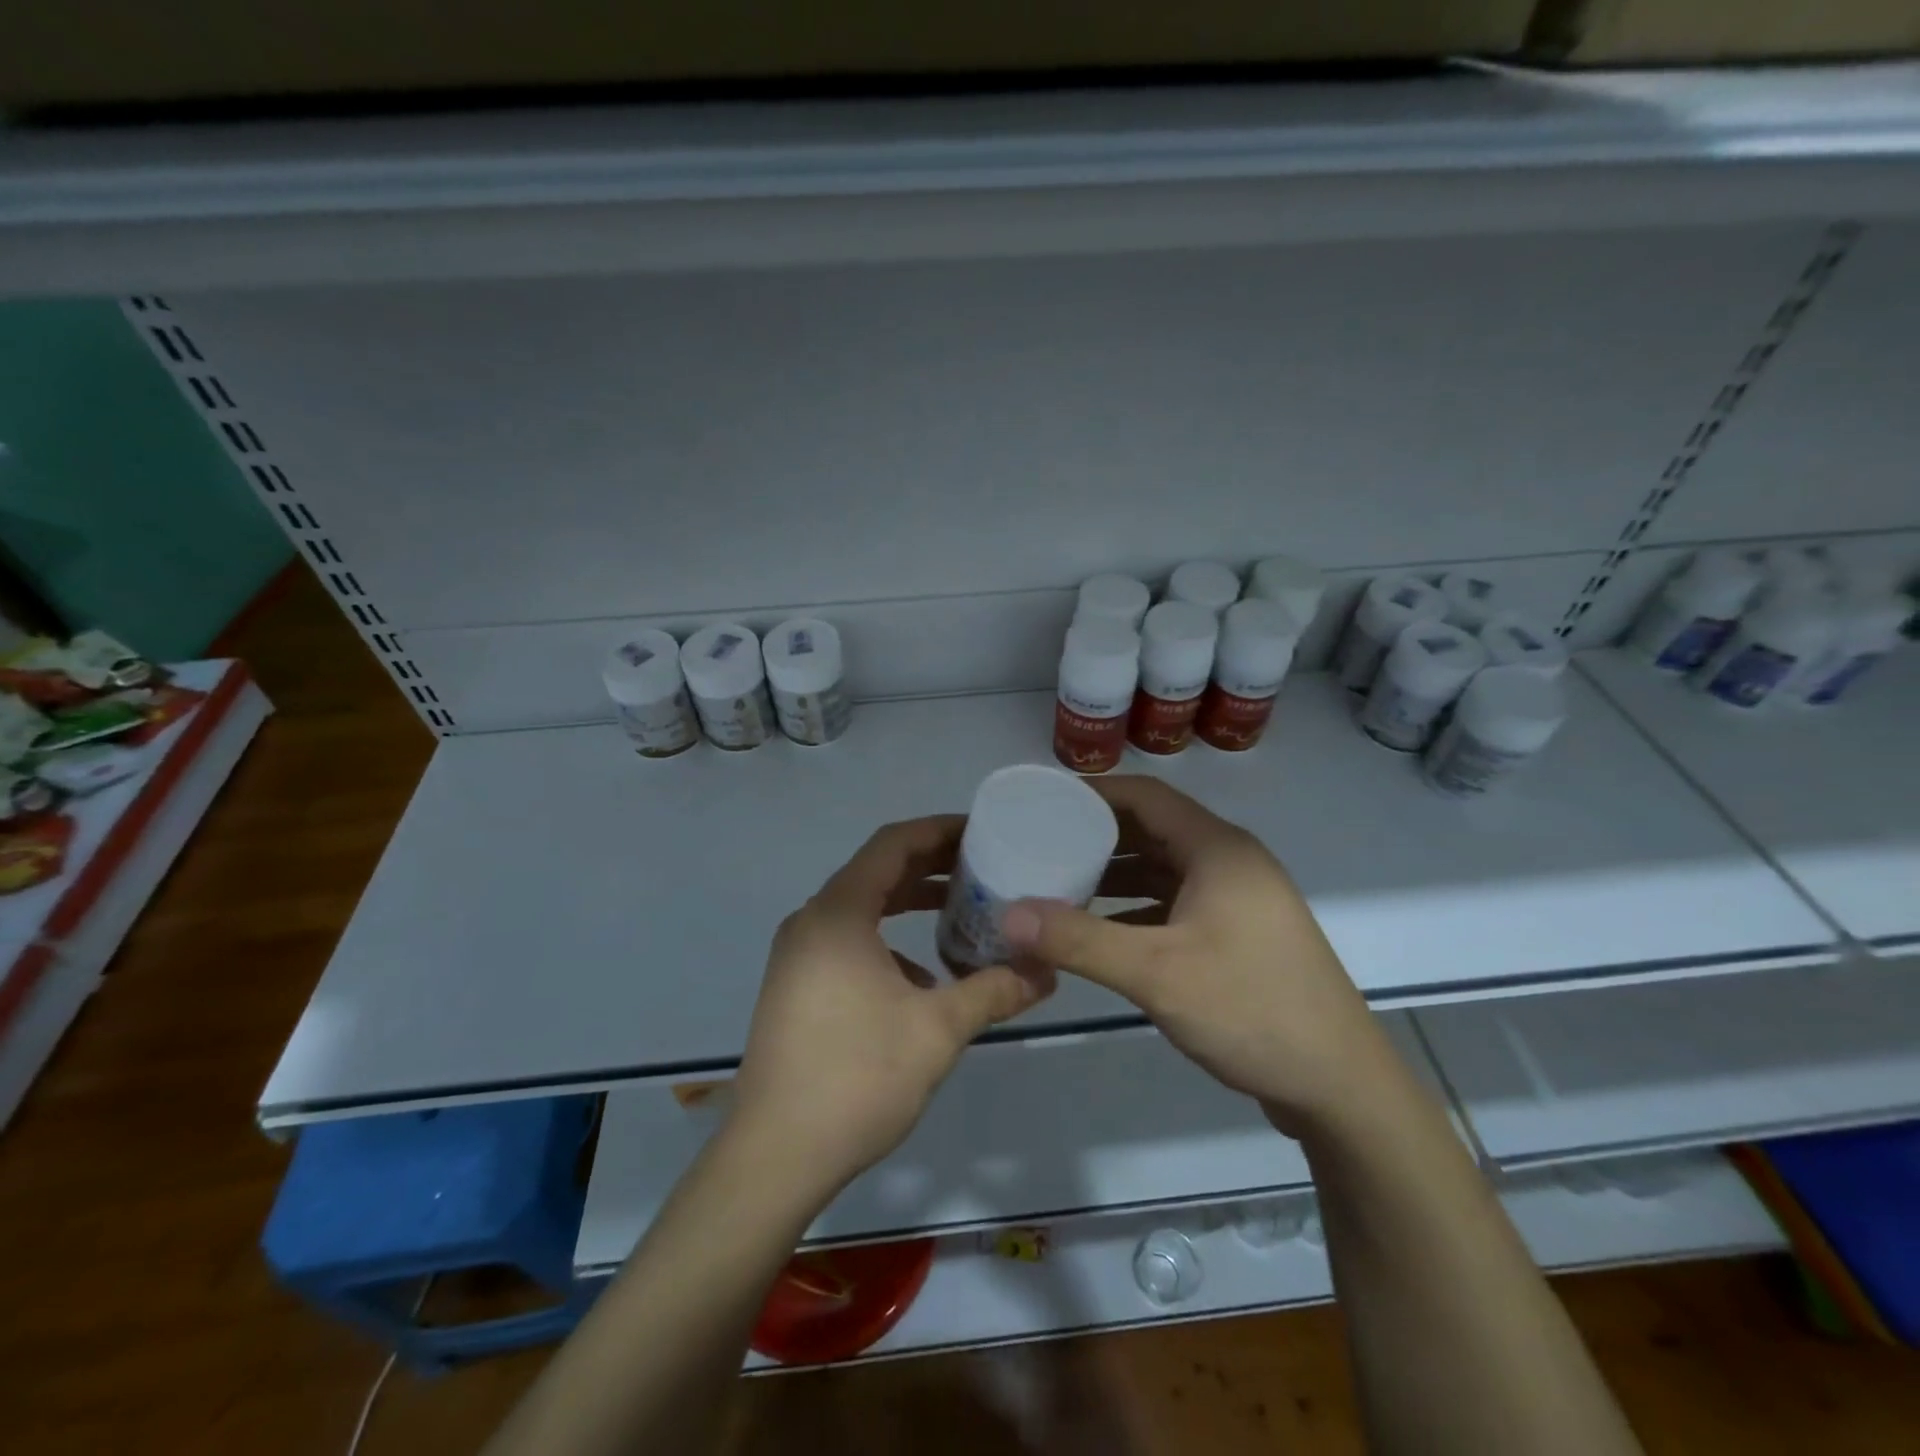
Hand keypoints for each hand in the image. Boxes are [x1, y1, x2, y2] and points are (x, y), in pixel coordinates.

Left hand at [730, 816, 1053, 1196]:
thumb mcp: (937, 1030)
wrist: (775, 1155)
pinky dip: (887, 939)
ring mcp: (797, 955)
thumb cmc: (857, 1077)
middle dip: (930, 865)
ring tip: (961, 911)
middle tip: (983, 867)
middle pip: (876, 871)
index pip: (892, 844)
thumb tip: (1046, 972)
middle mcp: (811, 921)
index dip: (938, 830)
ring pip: (861, 907)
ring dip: (909, 902)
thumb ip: (994, 991)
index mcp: (838, 914)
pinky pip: (847, 940)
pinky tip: (922, 977)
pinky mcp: (795, 985)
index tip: (981, 831)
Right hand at [1001, 776, 1401, 1135]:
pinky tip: (1101, 931)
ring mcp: (1238, 901)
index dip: (1094, 793)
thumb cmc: (1251, 1010)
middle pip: (1154, 830)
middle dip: (1097, 835)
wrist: (1341, 1087)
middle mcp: (1230, 863)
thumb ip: (1079, 940)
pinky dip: (1137, 909)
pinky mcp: (1239, 936)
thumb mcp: (1157, 973)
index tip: (1043, 801)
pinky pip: (1176, 904)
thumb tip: (1008, 915)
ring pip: (1165, 870)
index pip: (1147, 796)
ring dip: (1115, 875)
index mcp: (1218, 850)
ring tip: (1059, 884)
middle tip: (1041, 844)